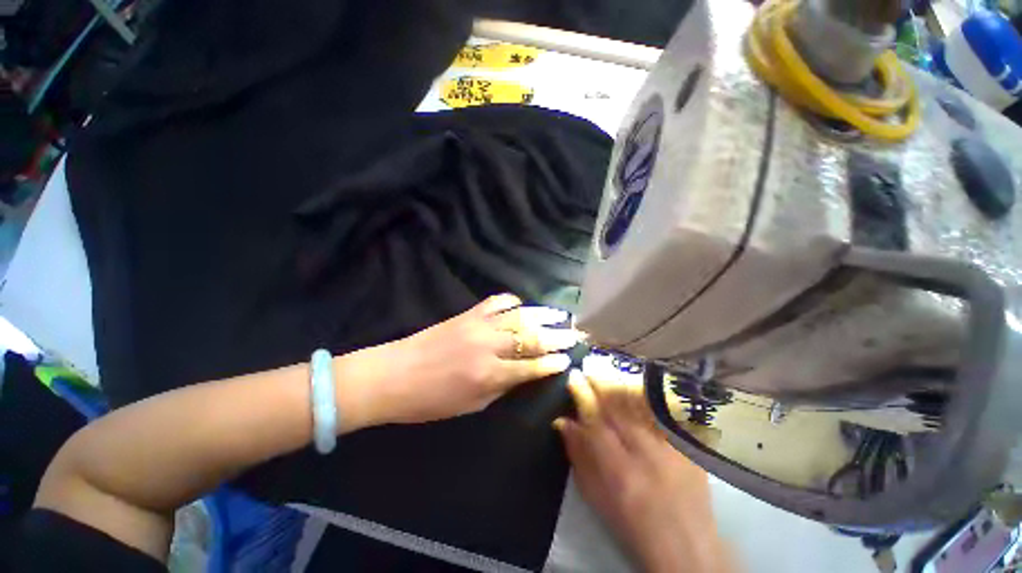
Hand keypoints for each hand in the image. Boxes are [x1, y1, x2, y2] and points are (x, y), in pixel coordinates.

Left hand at [336, 294, 580, 429]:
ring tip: (559, 315)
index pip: (531, 367)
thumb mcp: (470, 405)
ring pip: (519, 316)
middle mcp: (489, 346)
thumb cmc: (429, 400)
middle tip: (573, 334)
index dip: (552, 363)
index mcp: (489, 375)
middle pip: (531, 337)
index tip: (567, 359)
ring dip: (542, 315)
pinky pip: (496, 302)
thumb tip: (523, 374)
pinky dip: (513, 301)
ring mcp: (478, 325)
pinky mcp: (467, 314)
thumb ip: (501, 387)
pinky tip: (522, 304)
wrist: (393, 374)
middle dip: (556, 336)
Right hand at [554, 370, 732, 572]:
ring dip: (622, 383)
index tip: (573, 376)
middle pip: (620, 408)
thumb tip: (563, 422)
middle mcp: (646, 454)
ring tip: (609, 367)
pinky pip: (665, 411)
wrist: (687, 547)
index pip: (595, 421)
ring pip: (642, 405)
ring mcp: (671, 448)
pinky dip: (648, 395)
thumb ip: (578, 457)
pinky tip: (638, 382)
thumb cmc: (632, 526)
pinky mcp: (688, 447)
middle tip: (589, 363)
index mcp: (619, 471)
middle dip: (602, 381)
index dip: (583, 395)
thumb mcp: (596, 498)